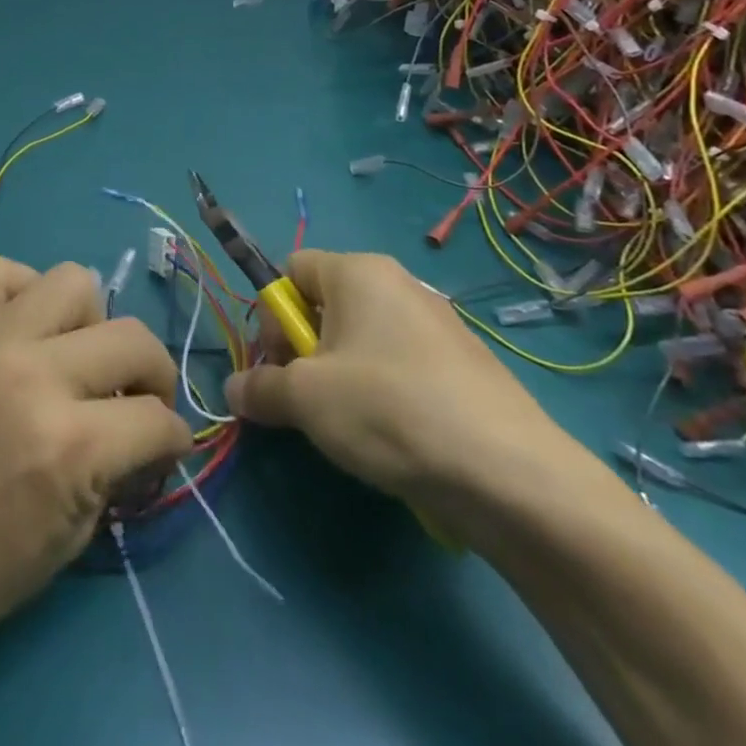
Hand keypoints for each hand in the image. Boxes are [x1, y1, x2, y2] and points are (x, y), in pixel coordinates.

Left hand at [0, 255, 193, 663]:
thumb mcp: (79, 532)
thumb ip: (121, 464)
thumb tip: (151, 428)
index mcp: (71, 444)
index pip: (159, 418)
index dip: (173, 439)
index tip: (162, 449)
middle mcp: (36, 375)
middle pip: (134, 339)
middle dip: (152, 376)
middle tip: (134, 403)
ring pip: (74, 281)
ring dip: (91, 322)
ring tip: (74, 359)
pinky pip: (1, 272)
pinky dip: (23, 292)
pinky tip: (24, 331)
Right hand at [222, 250, 574, 522]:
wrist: (511, 475)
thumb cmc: (388, 410)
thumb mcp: (305, 399)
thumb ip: (259, 388)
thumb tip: (234, 391)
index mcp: (358, 271)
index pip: (291, 269)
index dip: (272, 315)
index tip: (281, 364)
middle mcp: (399, 284)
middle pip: (327, 305)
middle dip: (305, 350)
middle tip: (309, 400)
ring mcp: (439, 325)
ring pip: (364, 340)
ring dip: (341, 376)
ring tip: (351, 426)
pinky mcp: (466, 367)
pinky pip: (402, 366)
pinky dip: (384, 394)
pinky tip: (395, 439)